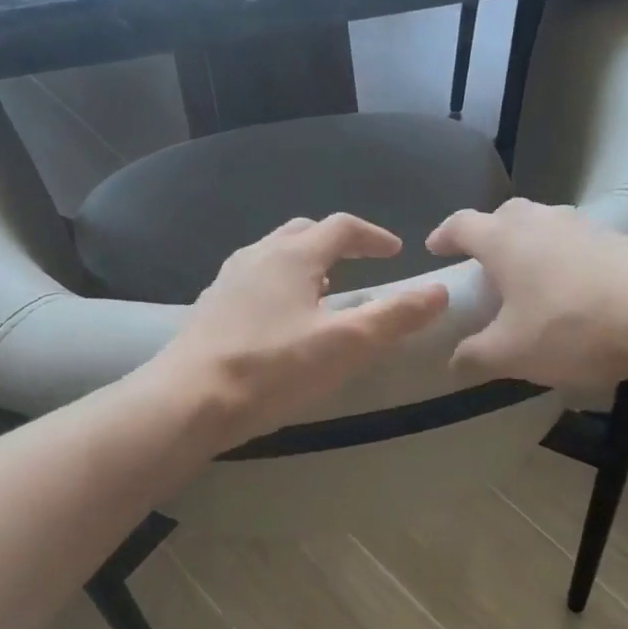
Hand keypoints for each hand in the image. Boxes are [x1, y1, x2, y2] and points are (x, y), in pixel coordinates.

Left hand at [150, 214, 449, 447]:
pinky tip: (279, 321)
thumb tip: (439, 292)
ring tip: (322, 293)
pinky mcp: (209, 309)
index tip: (395, 253)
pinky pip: (252, 282)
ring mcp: (227, 281)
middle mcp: (257, 256)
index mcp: (293, 256)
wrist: (188, 400)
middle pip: (303, 233)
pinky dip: (278, 286)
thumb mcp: (346, 344)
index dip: (373, 236)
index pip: (341, 227)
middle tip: (358, 266)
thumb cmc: (272, 368)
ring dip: (304, 263)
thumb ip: (395, 316)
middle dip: (335, 244)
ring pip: (273, 256)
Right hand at [426, 199, 627, 389]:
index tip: (435, 248)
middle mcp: (543, 221)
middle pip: (507, 217)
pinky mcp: (623, 241)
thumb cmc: (571, 326)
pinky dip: (566, 263)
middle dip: (491, 237)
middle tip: (485, 267)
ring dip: (532, 249)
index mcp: (505, 240)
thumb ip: (475, 357)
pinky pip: (580, 246)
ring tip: (531, 284)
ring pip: (547, 229)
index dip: (445, 235)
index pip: (463, 224)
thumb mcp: (511, 353)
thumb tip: (454, 362)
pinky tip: (575, 294)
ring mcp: (587, 227)